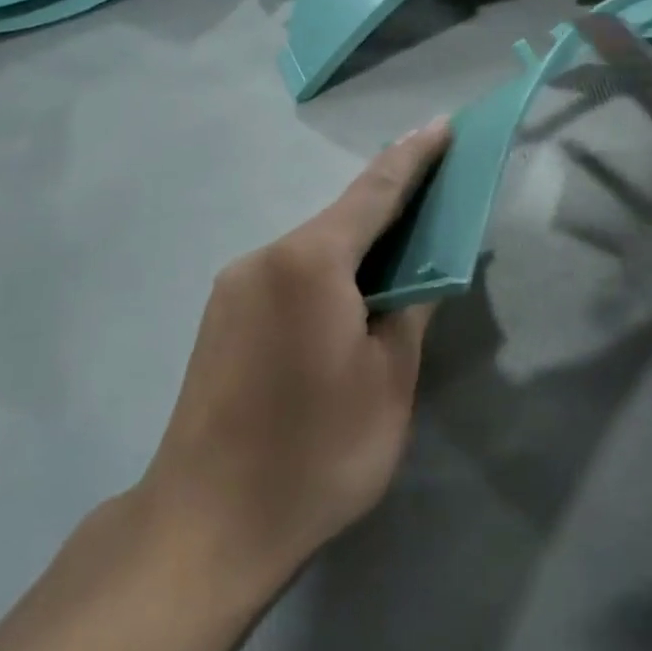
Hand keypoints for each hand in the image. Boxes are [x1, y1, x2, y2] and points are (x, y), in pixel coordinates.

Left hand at [139, 120, 451, 590]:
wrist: (207, 525)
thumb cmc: (316, 453)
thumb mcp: (389, 382)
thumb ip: (410, 312)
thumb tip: (419, 275)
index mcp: (310, 264)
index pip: (375, 193)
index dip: (415, 158)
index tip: (443, 125)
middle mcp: (263, 259)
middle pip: (340, 219)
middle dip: (391, 204)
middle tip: (438, 197)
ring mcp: (233, 289)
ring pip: (313, 250)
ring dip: (359, 246)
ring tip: (403, 258)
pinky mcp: (221, 319)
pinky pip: (289, 276)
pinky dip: (328, 274)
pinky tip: (351, 300)